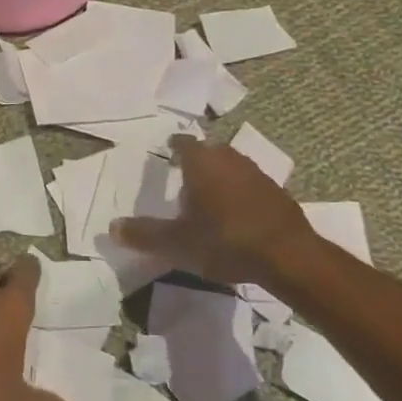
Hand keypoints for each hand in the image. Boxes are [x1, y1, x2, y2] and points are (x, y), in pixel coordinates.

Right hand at [112, 135, 319, 285]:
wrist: (289, 257)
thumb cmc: (225, 241)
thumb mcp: (177, 243)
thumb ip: (144, 233)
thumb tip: (112, 227)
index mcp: (202, 163)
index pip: (183, 143)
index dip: (173, 146)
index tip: (166, 150)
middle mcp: (229, 159)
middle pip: (209, 151)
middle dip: (197, 160)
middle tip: (184, 175)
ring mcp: (257, 174)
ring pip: (232, 166)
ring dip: (220, 176)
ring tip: (209, 195)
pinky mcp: (277, 193)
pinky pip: (251, 184)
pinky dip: (240, 192)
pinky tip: (237, 213)